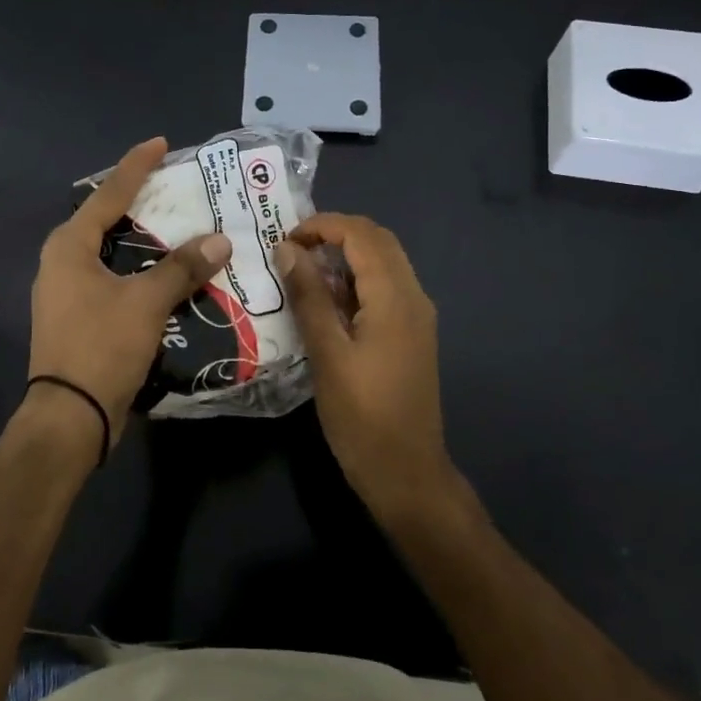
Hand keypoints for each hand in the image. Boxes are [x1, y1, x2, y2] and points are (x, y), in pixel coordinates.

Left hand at [27, 137, 232, 447]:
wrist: (70, 418)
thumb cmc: (101, 346)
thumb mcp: (146, 302)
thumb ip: (182, 267)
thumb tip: (220, 239)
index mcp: (69, 247)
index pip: (108, 194)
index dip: (136, 166)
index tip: (161, 144)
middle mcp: (62, 261)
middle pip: (106, 218)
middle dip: (140, 201)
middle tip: (176, 187)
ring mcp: (67, 291)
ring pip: (111, 251)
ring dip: (143, 239)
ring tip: (179, 227)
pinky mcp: (78, 316)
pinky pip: (114, 277)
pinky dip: (140, 269)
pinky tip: (167, 274)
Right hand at [275, 214, 460, 520]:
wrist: (407, 474)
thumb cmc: (363, 417)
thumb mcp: (327, 354)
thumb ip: (309, 297)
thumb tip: (288, 248)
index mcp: (395, 297)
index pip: (361, 235)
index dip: (322, 226)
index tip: (284, 240)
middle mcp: (413, 296)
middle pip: (377, 241)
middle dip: (335, 234)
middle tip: (292, 248)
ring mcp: (416, 316)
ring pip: (383, 263)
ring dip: (345, 256)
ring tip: (302, 270)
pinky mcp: (411, 334)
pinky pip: (384, 288)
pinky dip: (355, 280)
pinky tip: (325, 302)